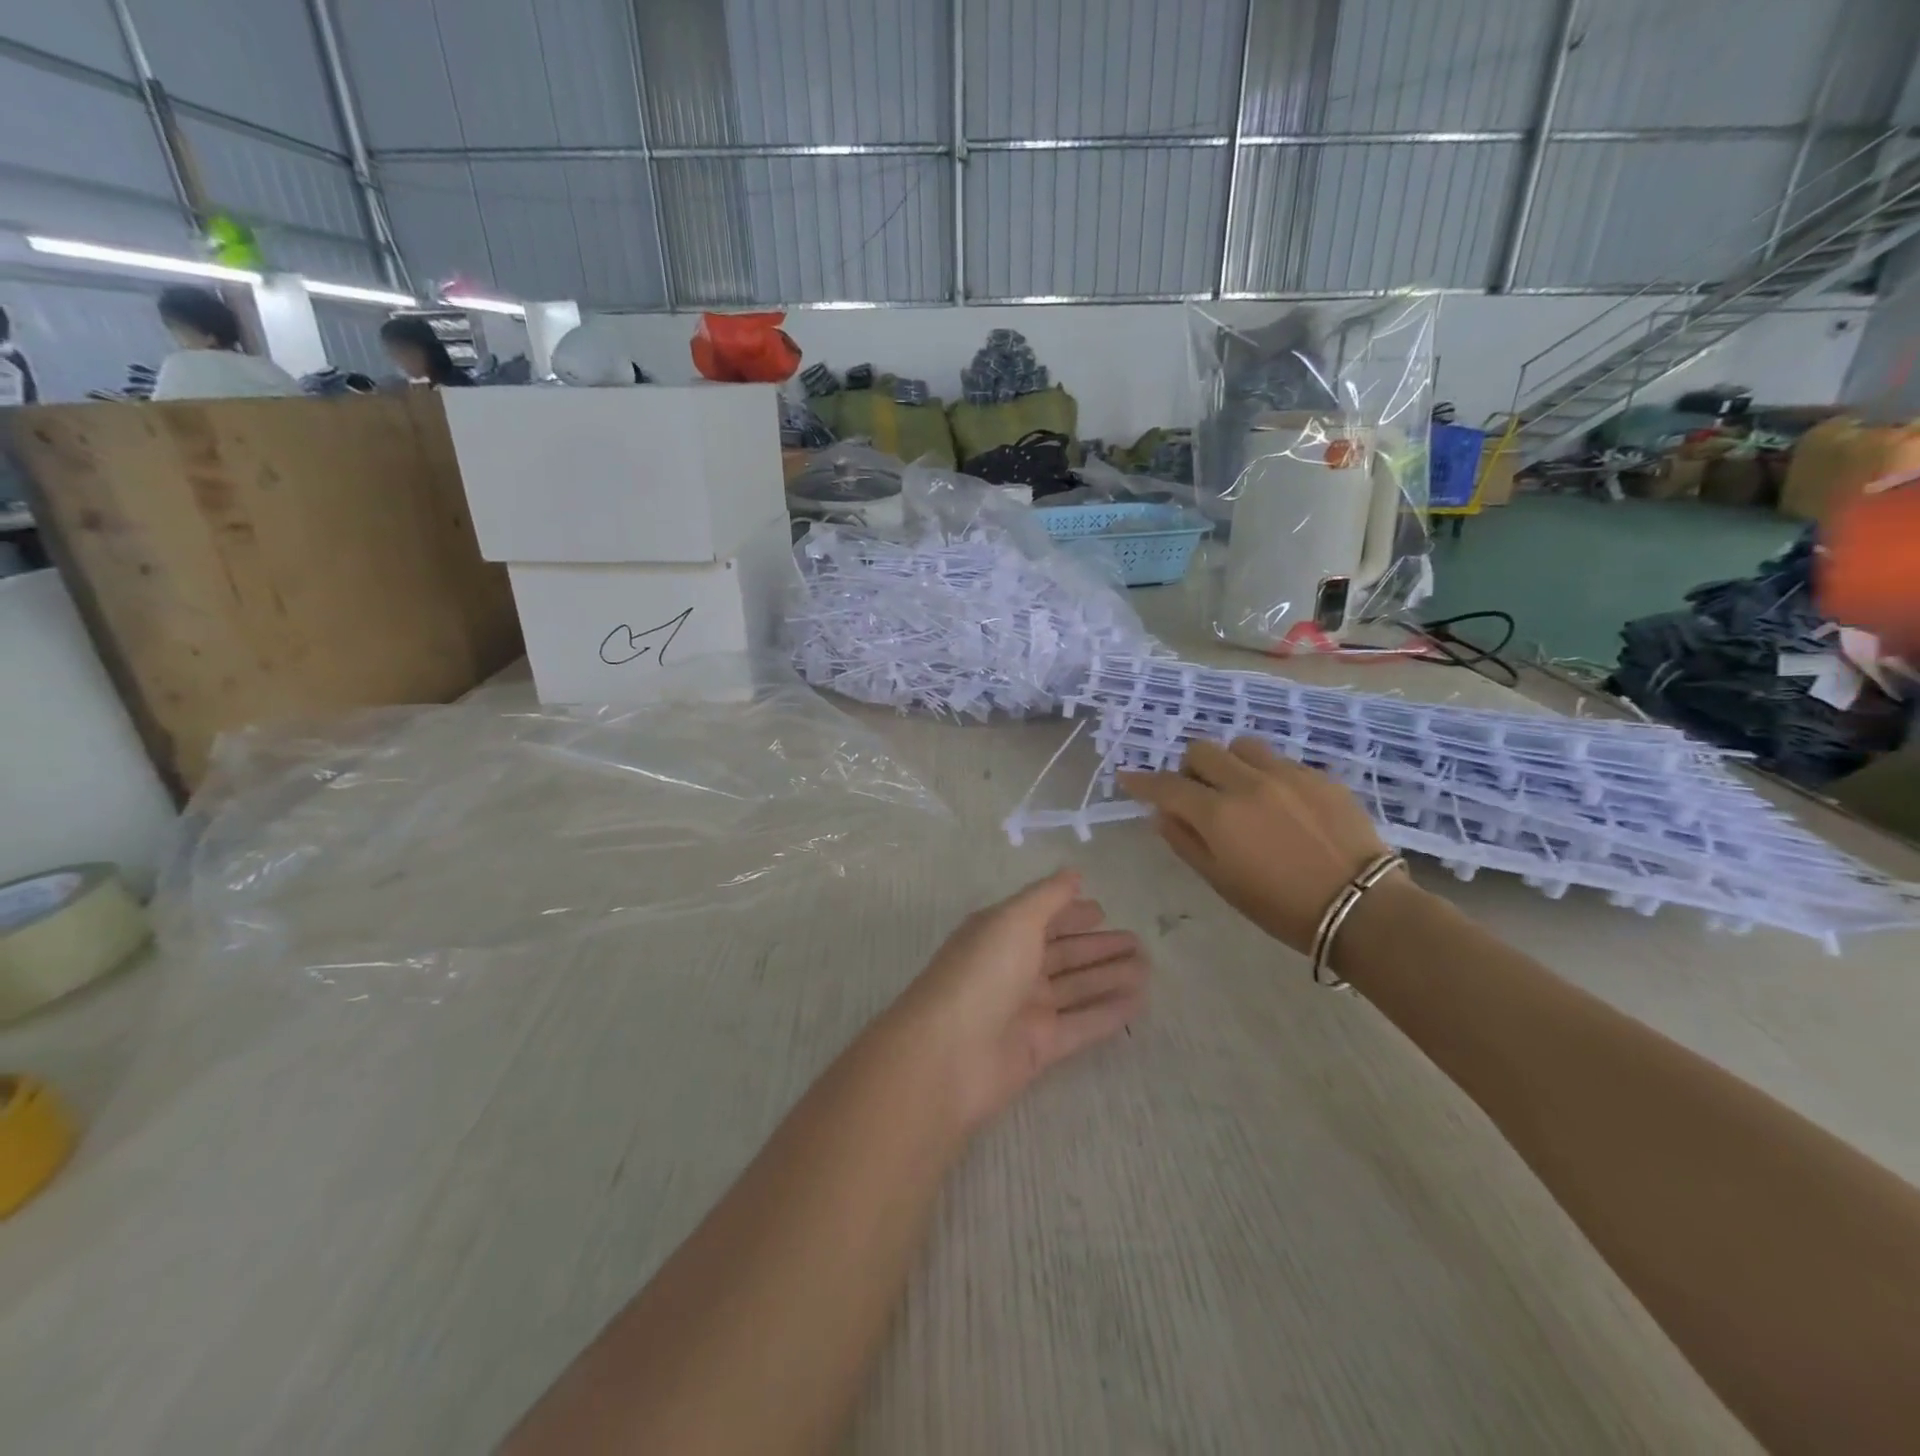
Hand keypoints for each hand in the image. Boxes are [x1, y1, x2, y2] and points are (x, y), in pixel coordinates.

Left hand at [889, 871, 1148, 1132]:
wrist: (950, 1054)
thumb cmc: (982, 972)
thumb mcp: (1014, 919)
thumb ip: (1048, 896)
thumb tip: (1073, 873)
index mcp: (999, 934)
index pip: (1041, 919)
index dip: (1070, 913)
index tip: (1103, 910)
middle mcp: (1012, 968)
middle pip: (1063, 954)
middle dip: (1098, 946)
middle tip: (1141, 942)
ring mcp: (1025, 1009)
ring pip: (1076, 988)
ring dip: (1110, 976)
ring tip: (1148, 967)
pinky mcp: (1039, 1047)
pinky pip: (1082, 1024)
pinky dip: (1108, 1012)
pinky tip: (1139, 1001)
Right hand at [1118, 738, 1393, 953]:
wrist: (1361, 907)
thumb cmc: (1281, 906)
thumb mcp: (1221, 882)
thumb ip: (1184, 842)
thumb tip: (1160, 815)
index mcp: (1218, 814)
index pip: (1166, 785)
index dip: (1142, 781)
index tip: (1127, 778)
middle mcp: (1248, 783)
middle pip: (1202, 750)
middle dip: (1190, 769)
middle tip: (1199, 795)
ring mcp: (1288, 774)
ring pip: (1242, 746)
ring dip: (1230, 763)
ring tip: (1242, 791)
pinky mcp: (1320, 776)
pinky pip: (1280, 761)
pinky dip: (1267, 775)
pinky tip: (1282, 805)